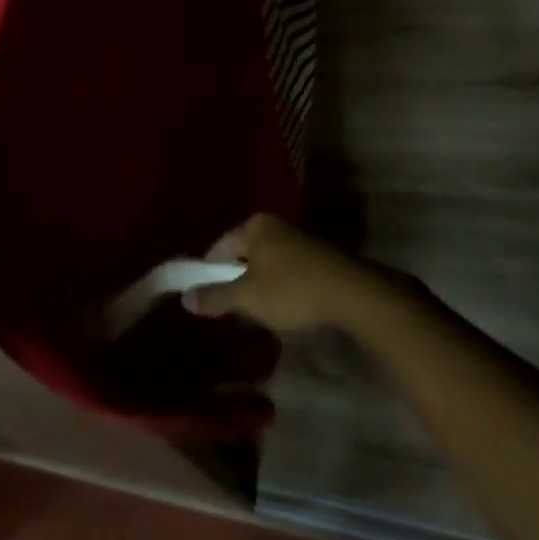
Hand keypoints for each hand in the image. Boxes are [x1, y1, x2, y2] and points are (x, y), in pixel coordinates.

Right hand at [183, 213, 398, 333]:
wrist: (354, 296)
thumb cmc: (292, 289)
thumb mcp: (248, 297)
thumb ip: (215, 297)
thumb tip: (184, 298)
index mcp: (255, 226)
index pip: (219, 246)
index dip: (207, 272)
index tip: (204, 297)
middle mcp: (277, 225)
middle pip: (244, 254)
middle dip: (235, 280)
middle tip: (229, 310)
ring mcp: (300, 240)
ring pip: (267, 264)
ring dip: (260, 286)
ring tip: (257, 314)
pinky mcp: (319, 258)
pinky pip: (288, 272)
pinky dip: (281, 289)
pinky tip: (285, 310)